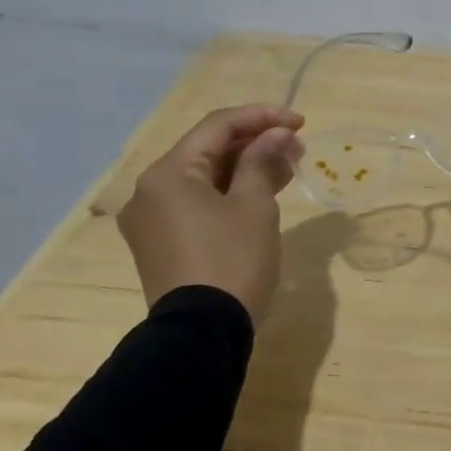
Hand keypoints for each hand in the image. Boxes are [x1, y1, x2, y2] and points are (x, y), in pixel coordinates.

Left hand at [116, 104, 304, 319]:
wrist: (202, 332)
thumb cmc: (232, 260)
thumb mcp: (255, 205)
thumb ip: (263, 160)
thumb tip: (276, 134)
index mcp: (168, 173)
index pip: (217, 126)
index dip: (261, 117)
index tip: (299, 122)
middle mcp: (150, 190)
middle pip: (207, 150)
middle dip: (255, 143)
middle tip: (297, 146)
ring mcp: (152, 219)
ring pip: (204, 178)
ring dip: (245, 168)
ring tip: (288, 167)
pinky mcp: (161, 243)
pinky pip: (196, 203)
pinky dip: (228, 193)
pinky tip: (262, 193)